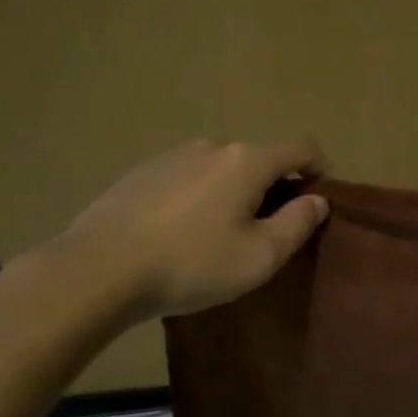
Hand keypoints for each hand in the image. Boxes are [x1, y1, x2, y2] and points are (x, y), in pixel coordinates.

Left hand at [56, 138, 329, 319]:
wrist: (97, 270)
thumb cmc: (191, 264)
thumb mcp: (259, 256)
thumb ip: (297, 223)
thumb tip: (317, 200)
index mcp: (247, 160)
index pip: (300, 147)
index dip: (319, 168)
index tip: (320, 198)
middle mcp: (213, 146)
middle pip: (259, 157)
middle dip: (274, 185)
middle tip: (270, 227)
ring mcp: (172, 155)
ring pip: (222, 167)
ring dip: (235, 190)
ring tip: (222, 232)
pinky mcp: (142, 172)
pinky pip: (188, 176)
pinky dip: (200, 195)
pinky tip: (183, 231)